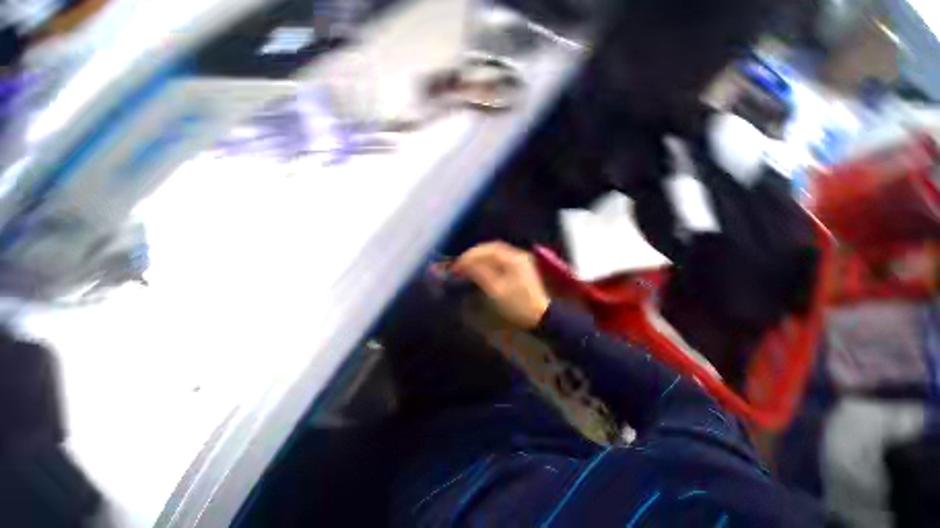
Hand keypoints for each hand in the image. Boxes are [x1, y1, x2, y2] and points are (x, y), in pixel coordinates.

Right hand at [452, 242, 549, 328]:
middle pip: (492, 249)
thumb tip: (465, 265)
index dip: (470, 256)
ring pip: (496, 254)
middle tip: (461, 265)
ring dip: (481, 258)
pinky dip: (489, 263)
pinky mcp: (521, 268)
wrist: (542, 316)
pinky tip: (482, 269)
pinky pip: (501, 260)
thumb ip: (480, 274)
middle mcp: (517, 255)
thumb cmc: (518, 305)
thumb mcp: (497, 290)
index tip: (457, 265)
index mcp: (513, 259)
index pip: (487, 250)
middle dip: (474, 255)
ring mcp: (520, 261)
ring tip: (468, 267)